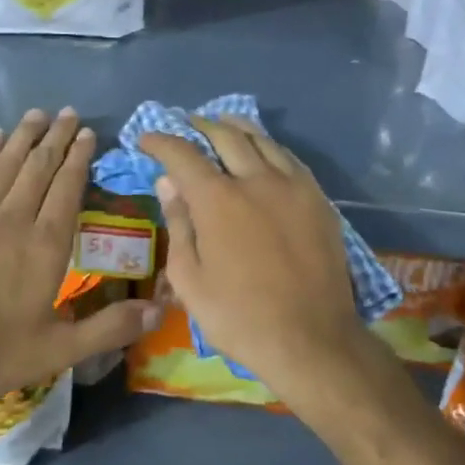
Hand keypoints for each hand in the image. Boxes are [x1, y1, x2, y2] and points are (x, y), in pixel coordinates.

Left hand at [0, 109, 157, 419]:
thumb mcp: (56, 352)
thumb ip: (108, 328)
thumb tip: (158, 312)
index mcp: (46, 245)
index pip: (68, 188)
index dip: (79, 158)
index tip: (87, 134)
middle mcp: (14, 217)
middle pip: (40, 166)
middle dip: (57, 137)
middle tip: (68, 113)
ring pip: (6, 162)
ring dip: (24, 136)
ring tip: (38, 114)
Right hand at [140, 118, 370, 408]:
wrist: (313, 340)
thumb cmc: (240, 317)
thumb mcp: (191, 280)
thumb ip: (178, 225)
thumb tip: (168, 184)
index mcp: (218, 200)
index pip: (183, 154)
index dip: (160, 141)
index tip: (146, 139)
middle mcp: (256, 180)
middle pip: (225, 136)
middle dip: (200, 125)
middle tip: (186, 125)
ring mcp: (292, 185)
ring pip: (262, 140)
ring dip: (236, 128)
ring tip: (222, 124)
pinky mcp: (318, 198)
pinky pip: (289, 157)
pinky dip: (268, 146)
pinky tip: (263, 151)